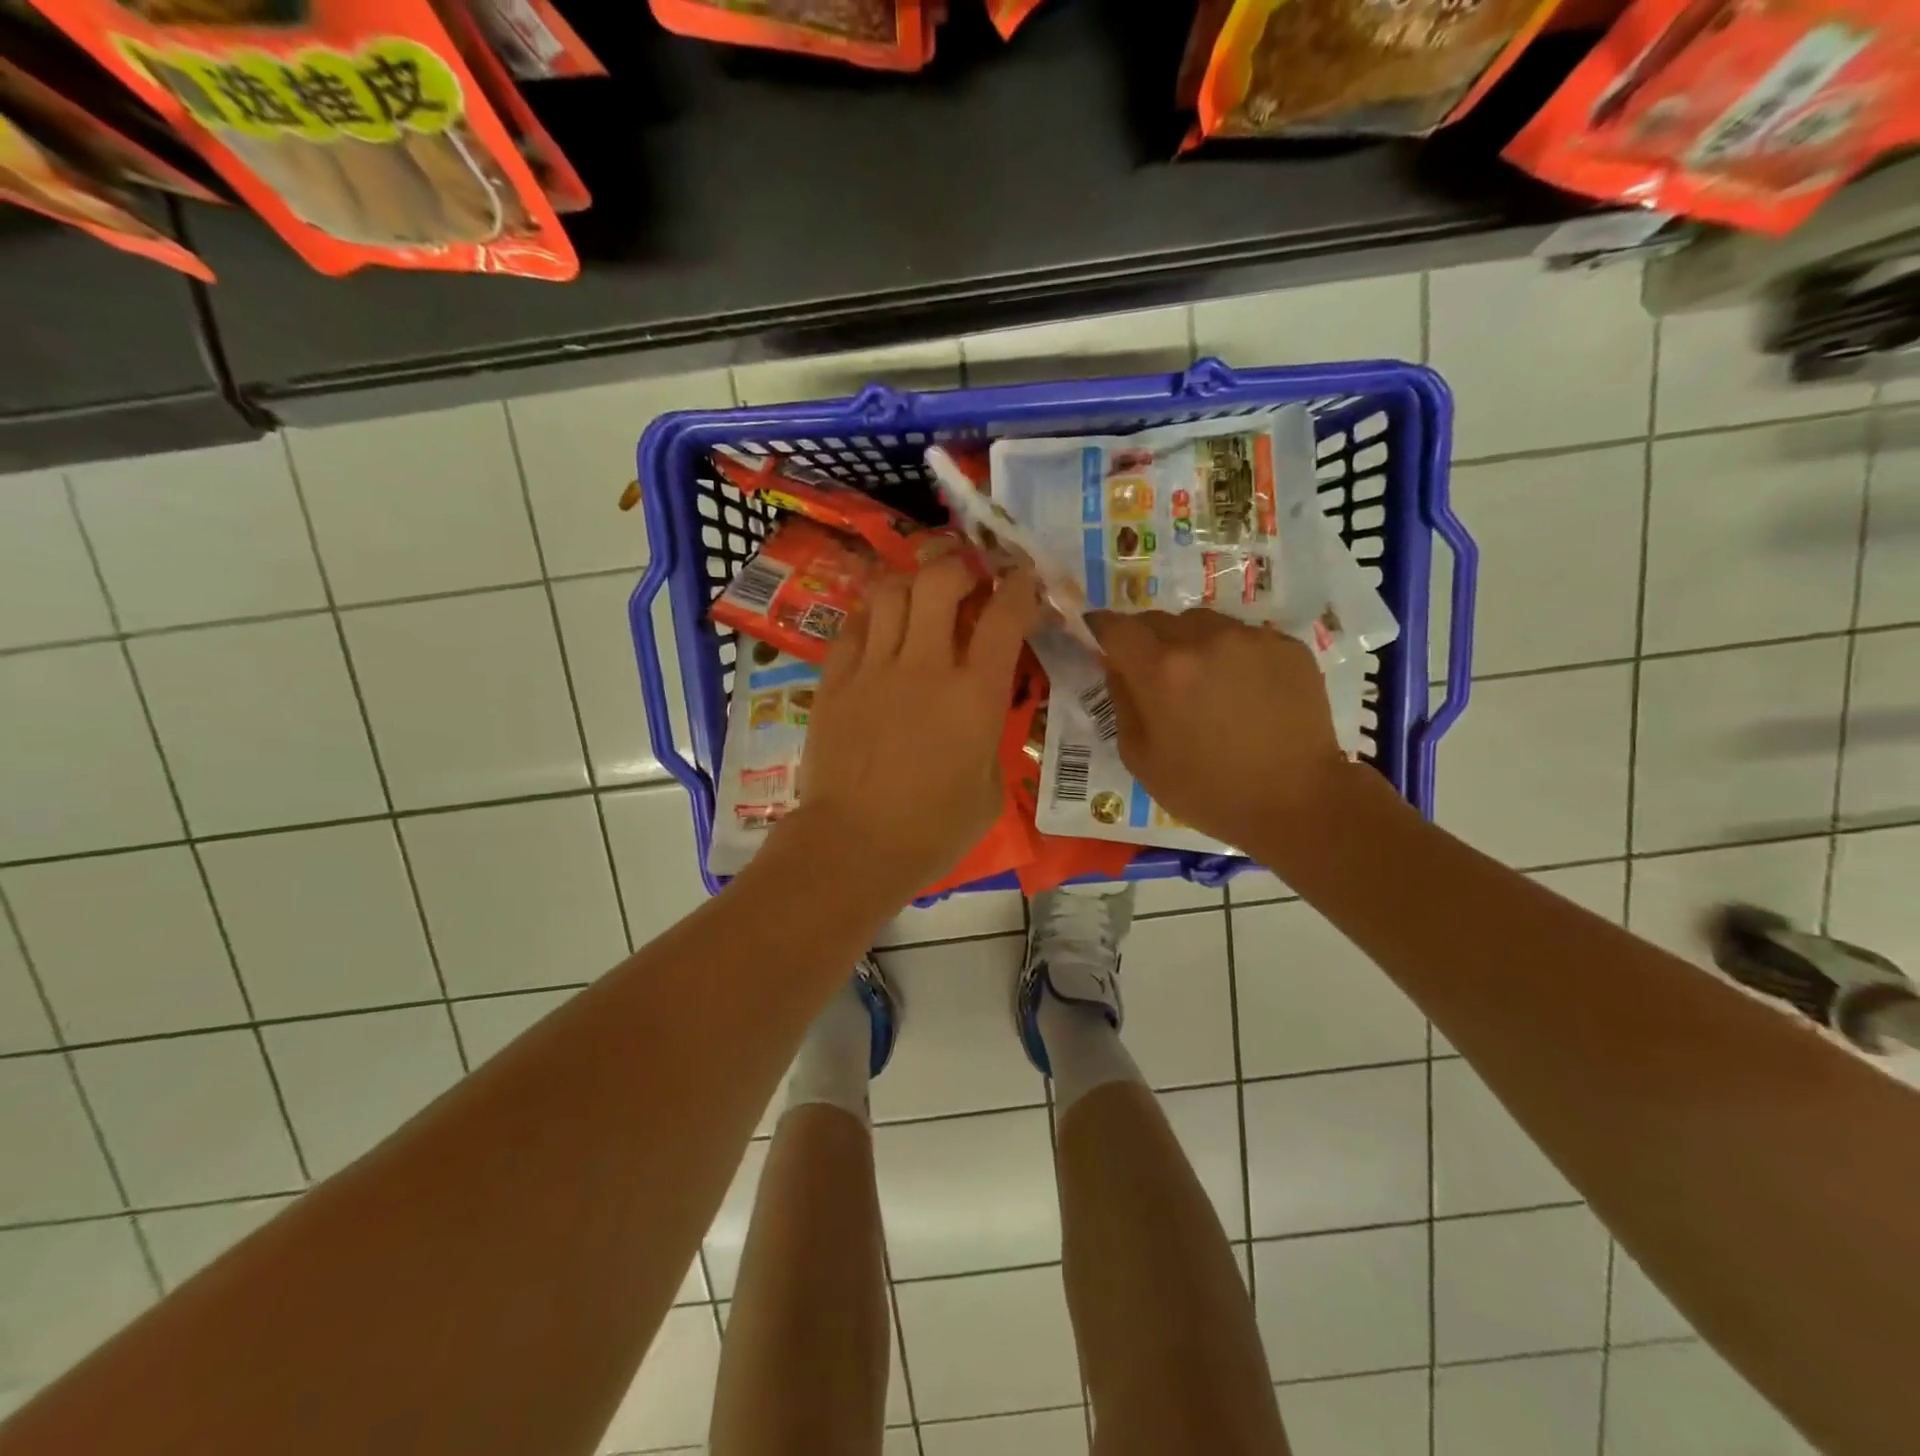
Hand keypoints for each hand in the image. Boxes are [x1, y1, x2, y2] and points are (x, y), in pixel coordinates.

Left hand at [779, 556, 1041, 900]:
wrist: (853, 846)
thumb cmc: (932, 830)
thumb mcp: (990, 790)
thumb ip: (992, 736)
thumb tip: (984, 710)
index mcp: (974, 695)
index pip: (1004, 616)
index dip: (1019, 586)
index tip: (1022, 579)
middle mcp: (924, 666)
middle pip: (939, 581)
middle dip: (959, 568)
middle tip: (967, 582)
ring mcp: (873, 669)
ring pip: (890, 591)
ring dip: (912, 583)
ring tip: (920, 598)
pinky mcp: (834, 681)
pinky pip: (853, 626)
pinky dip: (873, 616)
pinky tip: (880, 629)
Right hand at [1088, 609, 1345, 848]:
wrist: (1297, 802)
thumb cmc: (1207, 791)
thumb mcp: (1141, 759)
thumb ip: (1122, 703)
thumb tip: (1118, 668)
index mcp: (1161, 670)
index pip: (1116, 626)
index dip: (1101, 627)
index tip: (1098, 634)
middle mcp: (1203, 639)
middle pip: (1159, 620)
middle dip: (1147, 640)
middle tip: (1154, 672)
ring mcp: (1250, 638)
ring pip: (1204, 624)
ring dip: (1192, 643)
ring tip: (1204, 681)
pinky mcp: (1286, 645)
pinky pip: (1244, 637)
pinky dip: (1233, 655)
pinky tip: (1244, 691)